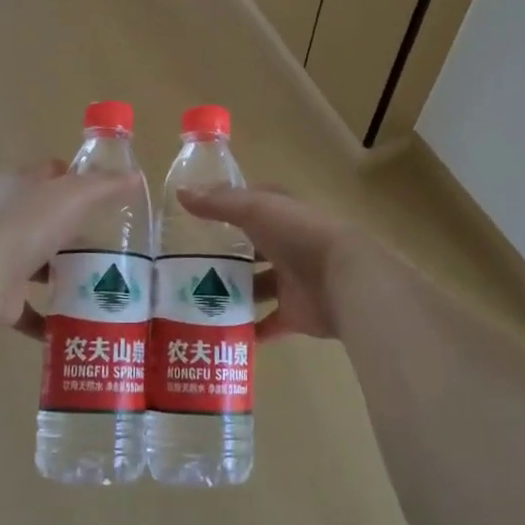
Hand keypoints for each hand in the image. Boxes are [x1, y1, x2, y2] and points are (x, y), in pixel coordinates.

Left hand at [0, 162, 141, 337]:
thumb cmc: (28, 223)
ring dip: (58, 272)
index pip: (46, 173)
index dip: (71, 177)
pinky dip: (48, 317)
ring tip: (97, 280)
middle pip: (41, 219)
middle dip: (70, 230)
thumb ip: (105, 185)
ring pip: (34, 262)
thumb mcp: (75, 194)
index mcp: (13, 184)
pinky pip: (28, 307)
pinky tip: (75, 321)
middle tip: (106, 241)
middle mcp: (0, 218)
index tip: (100, 193)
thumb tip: (135, 177)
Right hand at [175, 185, 365, 341]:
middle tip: (185, 264)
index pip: (253, 204)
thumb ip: (219, 203)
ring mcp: (293, 281)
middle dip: (225, 255)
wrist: (344, 280)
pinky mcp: (296, 314)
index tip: (196, 216)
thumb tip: (180, 193)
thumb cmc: (300, 235)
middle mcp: (288, 245)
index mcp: (283, 214)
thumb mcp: (255, 209)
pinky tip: (219, 332)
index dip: (228, 207)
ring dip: (233, 293)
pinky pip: (268, 324)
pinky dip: (249, 330)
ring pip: (257, 286)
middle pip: (253, 249)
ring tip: (194, 299)